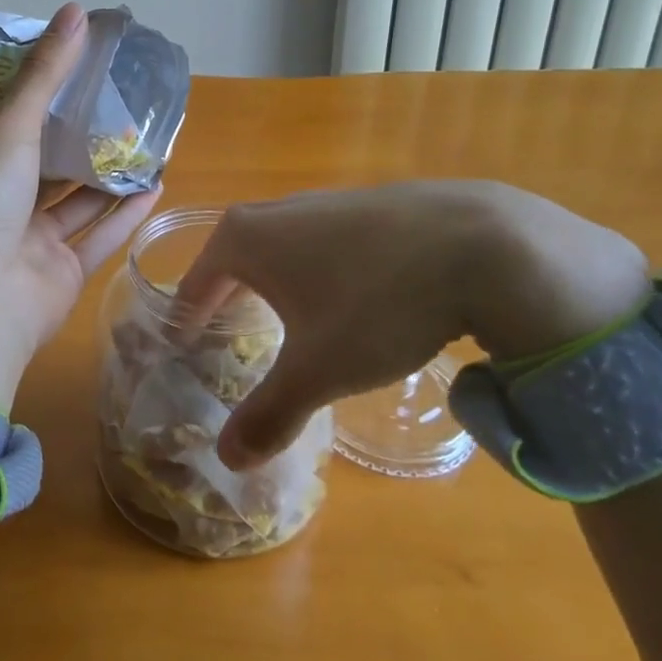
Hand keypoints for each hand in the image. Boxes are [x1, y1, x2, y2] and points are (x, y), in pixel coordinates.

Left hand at [0, 3, 163, 405]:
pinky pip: (98, 238)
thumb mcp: (11, 128)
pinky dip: (125, 215)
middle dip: (85, 139)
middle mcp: (4, 203)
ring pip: (78, 203)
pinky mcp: (62, 276)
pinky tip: (156, 186)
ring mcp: (32, 243)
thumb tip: (76, 10)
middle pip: (50, 164)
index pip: (16, 125)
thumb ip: (46, 75)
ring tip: (148, 144)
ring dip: (110, 177)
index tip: (85, 73)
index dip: (48, 99)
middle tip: (126, 106)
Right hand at [173, 182, 650, 468]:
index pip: (196, 281)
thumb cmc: (376, 303)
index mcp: (246, 238)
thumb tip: (225, 458)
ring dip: (275, 285)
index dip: (186, 318)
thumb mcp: (319, 370)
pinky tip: (349, 301)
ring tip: (286, 324)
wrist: (480, 244)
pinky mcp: (369, 205)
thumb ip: (268, 413)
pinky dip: (317, 272)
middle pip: (235, 259)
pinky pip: (323, 243)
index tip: (180, 346)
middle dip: (228, 300)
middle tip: (228, 339)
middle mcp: (276, 211)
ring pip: (282, 249)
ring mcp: (325, 202)